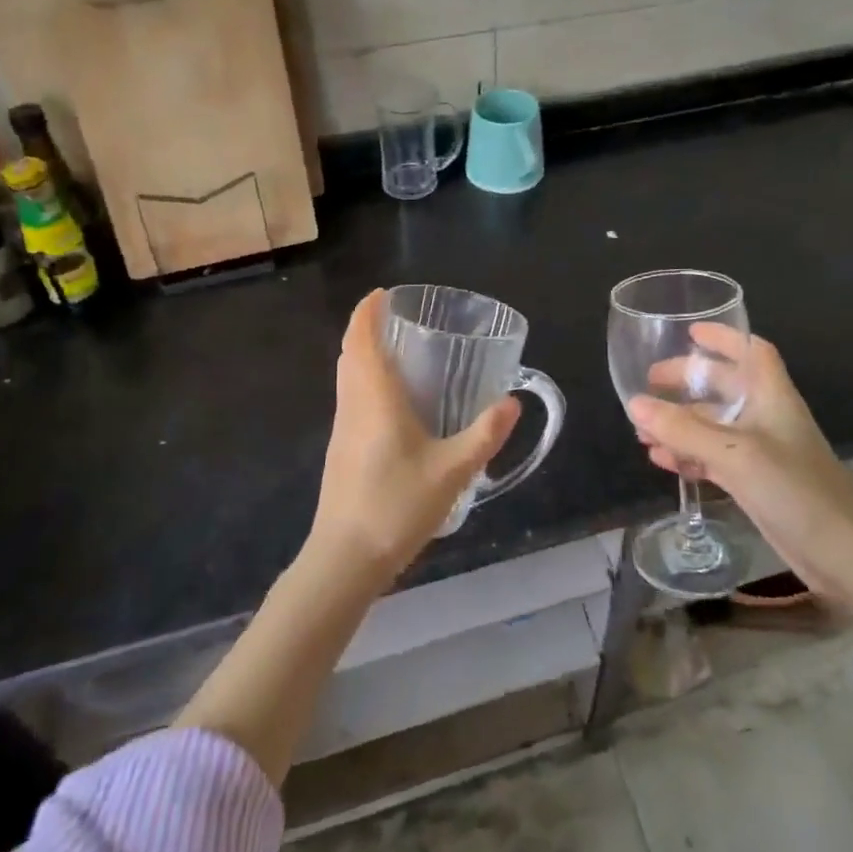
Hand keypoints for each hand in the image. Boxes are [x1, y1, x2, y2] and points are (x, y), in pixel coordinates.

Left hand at [308, 290, 521, 583]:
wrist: (345, 558)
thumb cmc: (397, 505)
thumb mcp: (452, 470)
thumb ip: (485, 435)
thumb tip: (512, 402)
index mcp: (374, 398)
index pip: (361, 339)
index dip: (366, 311)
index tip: (382, 293)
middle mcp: (352, 404)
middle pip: (350, 353)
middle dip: (366, 328)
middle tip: (396, 318)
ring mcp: (342, 428)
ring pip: (346, 376)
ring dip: (362, 354)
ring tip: (396, 351)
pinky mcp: (341, 450)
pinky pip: (349, 398)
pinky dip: (363, 380)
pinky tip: (390, 402)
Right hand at [629, 324, 852, 618]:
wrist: (842, 555)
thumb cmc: (795, 490)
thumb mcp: (734, 454)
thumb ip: (683, 430)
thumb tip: (634, 403)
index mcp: (772, 397)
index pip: (752, 352)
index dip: (724, 338)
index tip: (689, 332)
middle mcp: (767, 417)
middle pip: (723, 386)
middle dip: (687, 382)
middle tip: (650, 383)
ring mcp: (761, 451)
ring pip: (713, 425)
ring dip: (680, 424)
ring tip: (643, 428)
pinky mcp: (756, 482)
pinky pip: (713, 457)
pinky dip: (688, 454)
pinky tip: (660, 459)